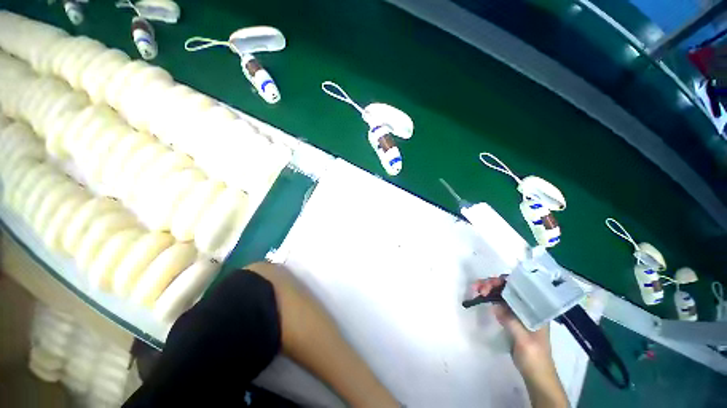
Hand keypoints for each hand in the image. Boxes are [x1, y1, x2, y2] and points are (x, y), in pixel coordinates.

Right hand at [473, 276, 551, 371]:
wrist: (536, 375)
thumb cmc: (534, 357)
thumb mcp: (524, 340)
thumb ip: (511, 321)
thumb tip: (494, 305)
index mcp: (535, 309)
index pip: (519, 287)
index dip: (503, 282)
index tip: (489, 286)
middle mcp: (527, 306)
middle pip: (508, 288)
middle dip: (492, 284)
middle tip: (478, 288)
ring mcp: (518, 311)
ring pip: (502, 294)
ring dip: (488, 289)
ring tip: (475, 290)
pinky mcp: (511, 317)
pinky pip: (499, 302)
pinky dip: (489, 298)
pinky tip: (481, 297)